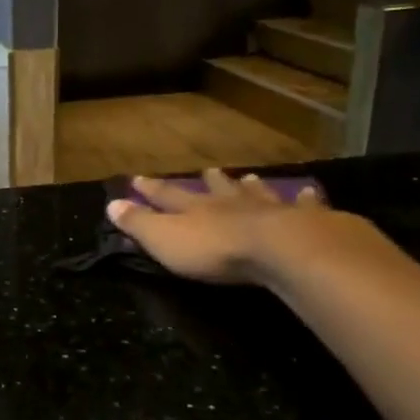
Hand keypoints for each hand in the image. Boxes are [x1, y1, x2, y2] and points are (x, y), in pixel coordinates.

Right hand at [107, 170, 341, 284]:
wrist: (279, 249)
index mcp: (194, 209)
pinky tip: (309, 192)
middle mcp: (229, 203)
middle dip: (209, 182)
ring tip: (250, 178)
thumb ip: (139, 224)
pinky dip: (304, 200)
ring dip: (250, 187)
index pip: (167, 196)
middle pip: (216, 190)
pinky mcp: (303, 221)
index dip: (151, 189)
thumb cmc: (215, 249)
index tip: (138, 178)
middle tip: (207, 170)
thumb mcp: (164, 240)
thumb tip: (111, 203)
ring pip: (256, 194)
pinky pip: (303, 206)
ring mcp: (268, 209)